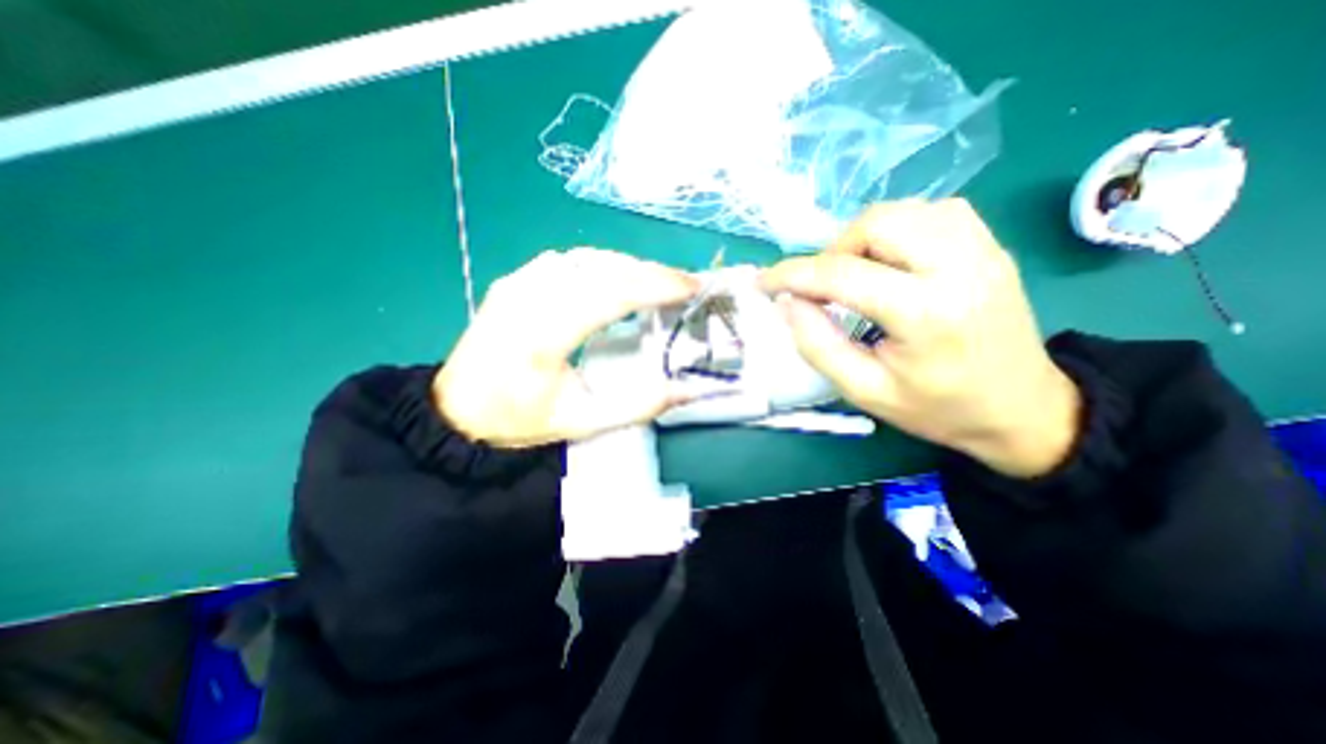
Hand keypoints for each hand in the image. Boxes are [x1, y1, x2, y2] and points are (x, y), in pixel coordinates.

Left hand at [439, 247, 703, 447]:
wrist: (458, 412)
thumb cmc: (520, 420)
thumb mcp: (583, 423)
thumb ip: (639, 406)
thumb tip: (688, 389)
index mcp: (543, 337)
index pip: (610, 294)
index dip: (656, 285)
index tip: (692, 287)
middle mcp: (528, 298)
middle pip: (602, 268)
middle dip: (651, 272)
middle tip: (685, 284)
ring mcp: (518, 283)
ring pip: (586, 257)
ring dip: (629, 266)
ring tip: (658, 283)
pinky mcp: (514, 279)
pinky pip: (568, 259)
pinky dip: (602, 264)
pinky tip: (618, 279)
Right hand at [761, 199, 1079, 474]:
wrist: (1022, 408)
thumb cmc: (937, 408)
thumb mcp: (864, 391)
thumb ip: (817, 345)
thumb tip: (787, 302)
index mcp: (926, 314)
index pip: (843, 274)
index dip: (793, 274)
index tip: (763, 281)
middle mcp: (960, 267)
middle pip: (878, 223)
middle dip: (833, 250)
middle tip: (823, 286)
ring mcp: (983, 250)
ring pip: (904, 210)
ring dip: (864, 237)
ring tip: (855, 274)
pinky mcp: (991, 245)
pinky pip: (933, 212)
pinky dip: (897, 229)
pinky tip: (891, 261)